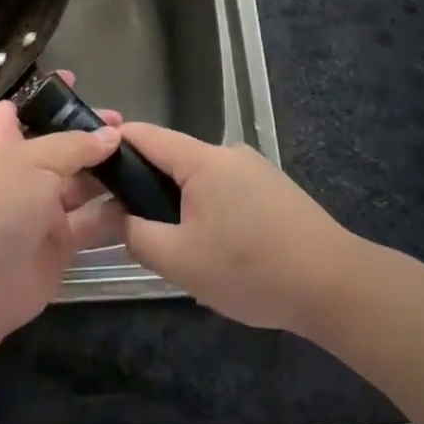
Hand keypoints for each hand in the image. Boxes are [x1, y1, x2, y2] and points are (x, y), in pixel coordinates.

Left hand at [0, 98, 123, 351]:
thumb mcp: (33, 162)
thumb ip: (74, 146)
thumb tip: (111, 135)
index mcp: (3, 144)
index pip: (19, 109)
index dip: (44, 95)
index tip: (75, 81)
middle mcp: (23, 172)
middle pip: (60, 146)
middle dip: (90, 135)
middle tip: (127, 127)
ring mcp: (42, 208)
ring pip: (81, 183)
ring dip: (108, 173)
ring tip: (144, 159)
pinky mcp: (61, 242)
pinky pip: (92, 221)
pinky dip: (114, 212)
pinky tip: (142, 198)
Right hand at [113, 122, 361, 336]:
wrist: (337, 287)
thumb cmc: (251, 269)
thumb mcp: (180, 260)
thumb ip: (136, 235)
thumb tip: (119, 218)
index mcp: (203, 160)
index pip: (145, 136)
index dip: (112, 144)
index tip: (86, 165)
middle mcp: (229, 154)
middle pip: (172, 160)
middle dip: (145, 188)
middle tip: (128, 225)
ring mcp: (256, 171)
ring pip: (199, 182)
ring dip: (178, 206)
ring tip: (174, 249)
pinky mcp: (274, 192)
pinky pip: (225, 194)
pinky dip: (208, 214)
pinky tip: (215, 252)